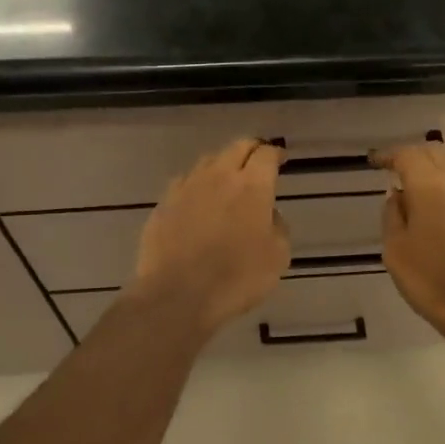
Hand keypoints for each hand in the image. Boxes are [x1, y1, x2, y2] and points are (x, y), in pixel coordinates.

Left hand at [129, 138, 289, 336]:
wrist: (177, 295)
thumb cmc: (236, 278)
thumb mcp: (277, 257)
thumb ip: (278, 227)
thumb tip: (268, 215)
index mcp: (252, 186)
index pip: (266, 154)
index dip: (275, 154)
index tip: (280, 159)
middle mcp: (219, 176)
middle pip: (237, 147)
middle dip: (251, 149)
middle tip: (258, 161)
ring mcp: (187, 187)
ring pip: (208, 161)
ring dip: (222, 164)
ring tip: (228, 179)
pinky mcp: (164, 203)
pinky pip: (185, 183)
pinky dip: (197, 185)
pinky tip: (199, 199)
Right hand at [374, 141, 444, 339]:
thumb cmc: (430, 280)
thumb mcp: (395, 249)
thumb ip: (392, 214)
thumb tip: (396, 194)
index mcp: (430, 186)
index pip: (407, 155)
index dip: (389, 156)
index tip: (375, 163)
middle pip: (434, 152)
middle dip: (412, 155)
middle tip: (395, 169)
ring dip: (434, 164)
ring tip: (418, 181)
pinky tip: (441, 198)